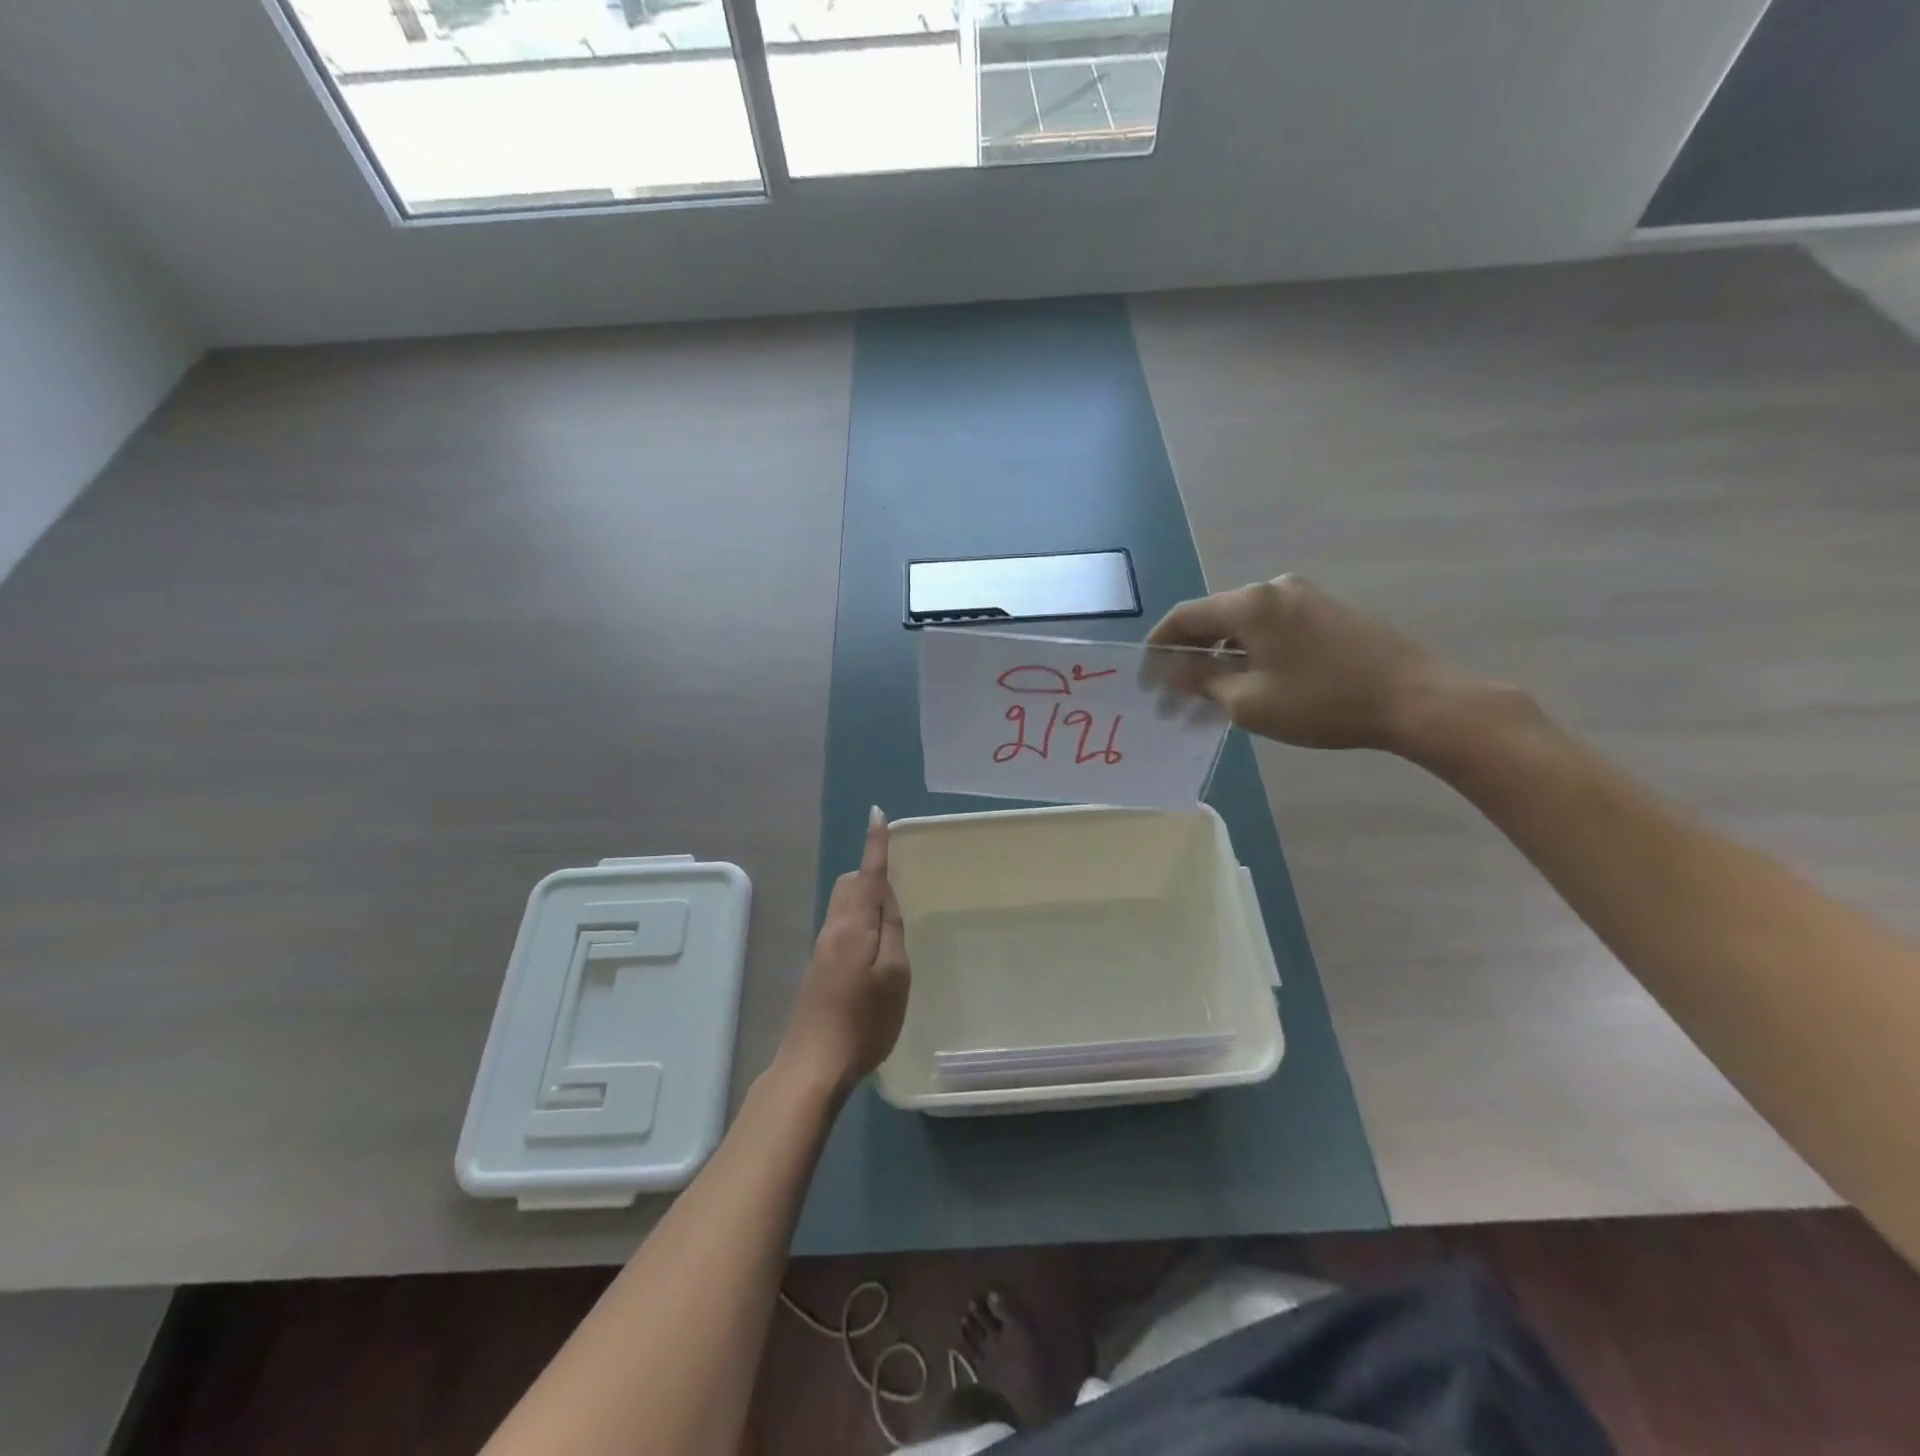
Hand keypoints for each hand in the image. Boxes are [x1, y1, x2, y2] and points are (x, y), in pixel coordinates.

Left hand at [778, 807, 910, 1097]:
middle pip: (850, 885)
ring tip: (893, 922)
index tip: (877, 814)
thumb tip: (885, 896)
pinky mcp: (819, 968)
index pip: (867, 874)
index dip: (875, 845)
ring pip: (844, 905)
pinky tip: (875, 950)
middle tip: (901, 890)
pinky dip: (860, 921)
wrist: (813, 1065)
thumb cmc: (863, 1021)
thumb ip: (891, 930)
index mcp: (853, 925)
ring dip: (866, 900)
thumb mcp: (894, 975)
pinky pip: (841, 926)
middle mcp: (833, 928)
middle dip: (871, 875)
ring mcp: (822, 949)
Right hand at [1146, 574, 1467, 752]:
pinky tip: (1248, 683)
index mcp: (1250, 604)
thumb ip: (1203, 681)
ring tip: (1209, 697)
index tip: (1146, 679)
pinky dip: (1249, 653)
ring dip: (1219, 658)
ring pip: (1242, 625)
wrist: (1413, 699)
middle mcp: (1273, 588)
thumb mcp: (1248, 702)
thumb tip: (1176, 670)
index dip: (1158, 648)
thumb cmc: (1322, 703)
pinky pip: (1270, 628)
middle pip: (1213, 618)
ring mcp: (1304, 596)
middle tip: (1175, 697)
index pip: (1184, 617)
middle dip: (1189, 657)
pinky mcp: (1326, 611)